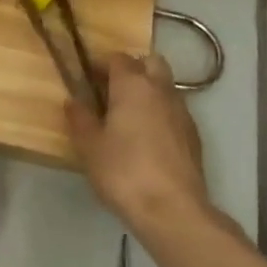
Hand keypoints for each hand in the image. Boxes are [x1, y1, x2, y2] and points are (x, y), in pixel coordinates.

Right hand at [66, 53, 214, 232]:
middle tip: (110, 90)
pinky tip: (145, 138)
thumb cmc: (123, 171)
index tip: (85, 77)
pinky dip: (159, 113)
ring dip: (147, 91)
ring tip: (126, 116)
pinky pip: (173, 110)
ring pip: (165, 86)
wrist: (171, 208)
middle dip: (131, 69)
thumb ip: (80, 118)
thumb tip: (73, 100)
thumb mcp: (89, 146)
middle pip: (150, 62)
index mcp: (133, 86)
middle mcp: (162, 90)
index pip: (118, 58)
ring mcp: (183, 112)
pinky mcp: (193, 135)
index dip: (100, 64)